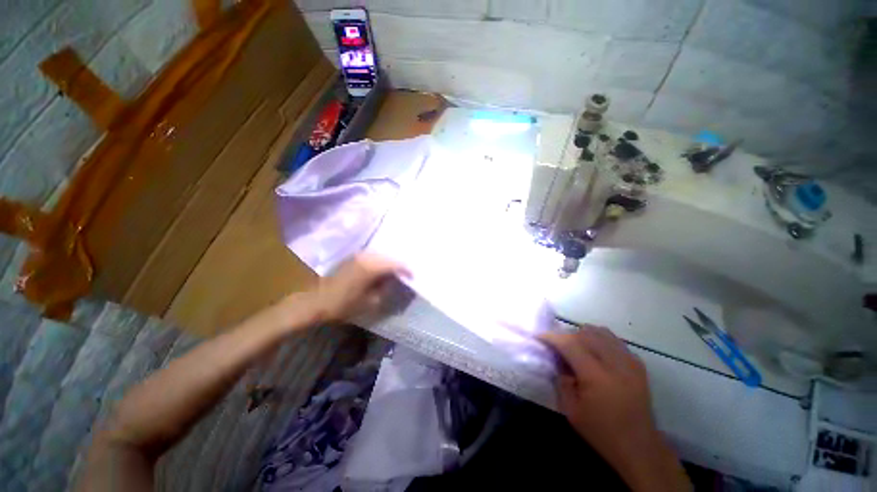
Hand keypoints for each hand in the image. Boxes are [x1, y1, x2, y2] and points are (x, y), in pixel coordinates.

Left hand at [312, 253, 408, 322]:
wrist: (317, 302)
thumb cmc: (344, 304)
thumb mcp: (370, 301)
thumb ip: (386, 289)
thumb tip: (396, 281)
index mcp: (371, 267)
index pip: (395, 264)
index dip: (406, 269)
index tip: (413, 276)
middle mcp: (366, 257)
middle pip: (388, 256)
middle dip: (399, 263)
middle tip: (407, 272)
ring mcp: (358, 255)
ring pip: (380, 255)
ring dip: (389, 261)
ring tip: (397, 269)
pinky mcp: (353, 258)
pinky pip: (372, 256)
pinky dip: (380, 261)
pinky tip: (383, 267)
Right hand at [541, 325, 690, 491]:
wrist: (639, 447)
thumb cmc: (601, 432)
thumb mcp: (571, 410)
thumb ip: (561, 380)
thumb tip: (557, 360)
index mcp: (596, 377)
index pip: (570, 344)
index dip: (552, 337)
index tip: (540, 336)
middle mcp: (615, 364)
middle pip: (586, 333)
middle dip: (568, 336)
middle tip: (559, 348)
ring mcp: (630, 362)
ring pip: (601, 332)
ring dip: (584, 335)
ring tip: (577, 349)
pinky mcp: (638, 364)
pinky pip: (614, 341)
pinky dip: (600, 341)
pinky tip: (596, 355)